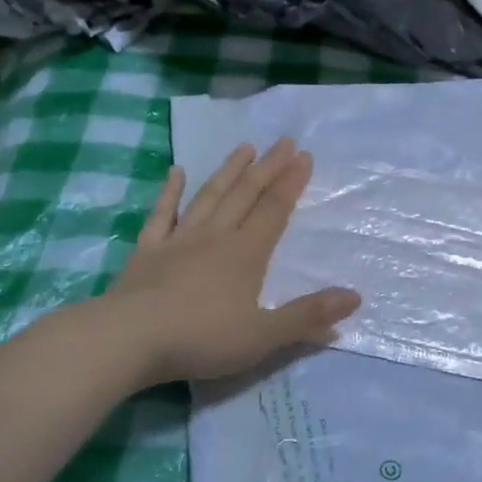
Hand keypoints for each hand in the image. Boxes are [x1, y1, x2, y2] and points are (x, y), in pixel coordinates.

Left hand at [104, 140, 360, 384]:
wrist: (127, 341)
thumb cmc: (200, 339)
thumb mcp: (263, 336)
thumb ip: (307, 317)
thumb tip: (355, 298)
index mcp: (245, 255)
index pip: (274, 211)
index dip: (291, 184)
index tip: (305, 156)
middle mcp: (215, 238)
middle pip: (245, 195)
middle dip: (268, 168)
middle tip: (285, 141)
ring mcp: (178, 241)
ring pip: (208, 197)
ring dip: (228, 171)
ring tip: (244, 147)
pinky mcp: (146, 252)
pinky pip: (161, 215)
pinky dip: (169, 193)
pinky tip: (175, 172)